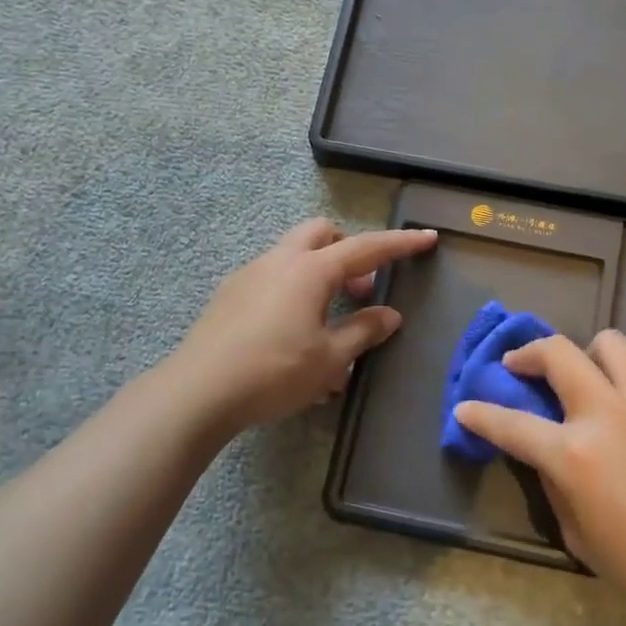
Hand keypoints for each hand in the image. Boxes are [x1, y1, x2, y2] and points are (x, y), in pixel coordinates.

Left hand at [173, 218, 436, 429]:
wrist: (197, 392)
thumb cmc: (274, 373)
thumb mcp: (329, 359)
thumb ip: (363, 332)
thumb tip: (390, 315)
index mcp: (310, 270)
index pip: (366, 248)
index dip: (400, 243)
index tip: (427, 238)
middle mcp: (279, 261)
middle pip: (322, 234)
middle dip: (349, 251)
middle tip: (362, 289)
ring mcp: (250, 274)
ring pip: (295, 254)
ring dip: (321, 274)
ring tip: (330, 322)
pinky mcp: (230, 294)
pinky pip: (273, 278)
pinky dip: (295, 291)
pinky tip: (294, 335)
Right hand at [454, 331, 625, 625]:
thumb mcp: (581, 538)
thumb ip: (557, 488)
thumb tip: (550, 460)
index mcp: (574, 453)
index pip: (512, 423)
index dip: (480, 415)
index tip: (464, 407)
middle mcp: (607, 412)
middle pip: (558, 353)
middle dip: (528, 353)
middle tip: (519, 367)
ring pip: (609, 344)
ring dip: (584, 353)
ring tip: (582, 376)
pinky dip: (623, 383)